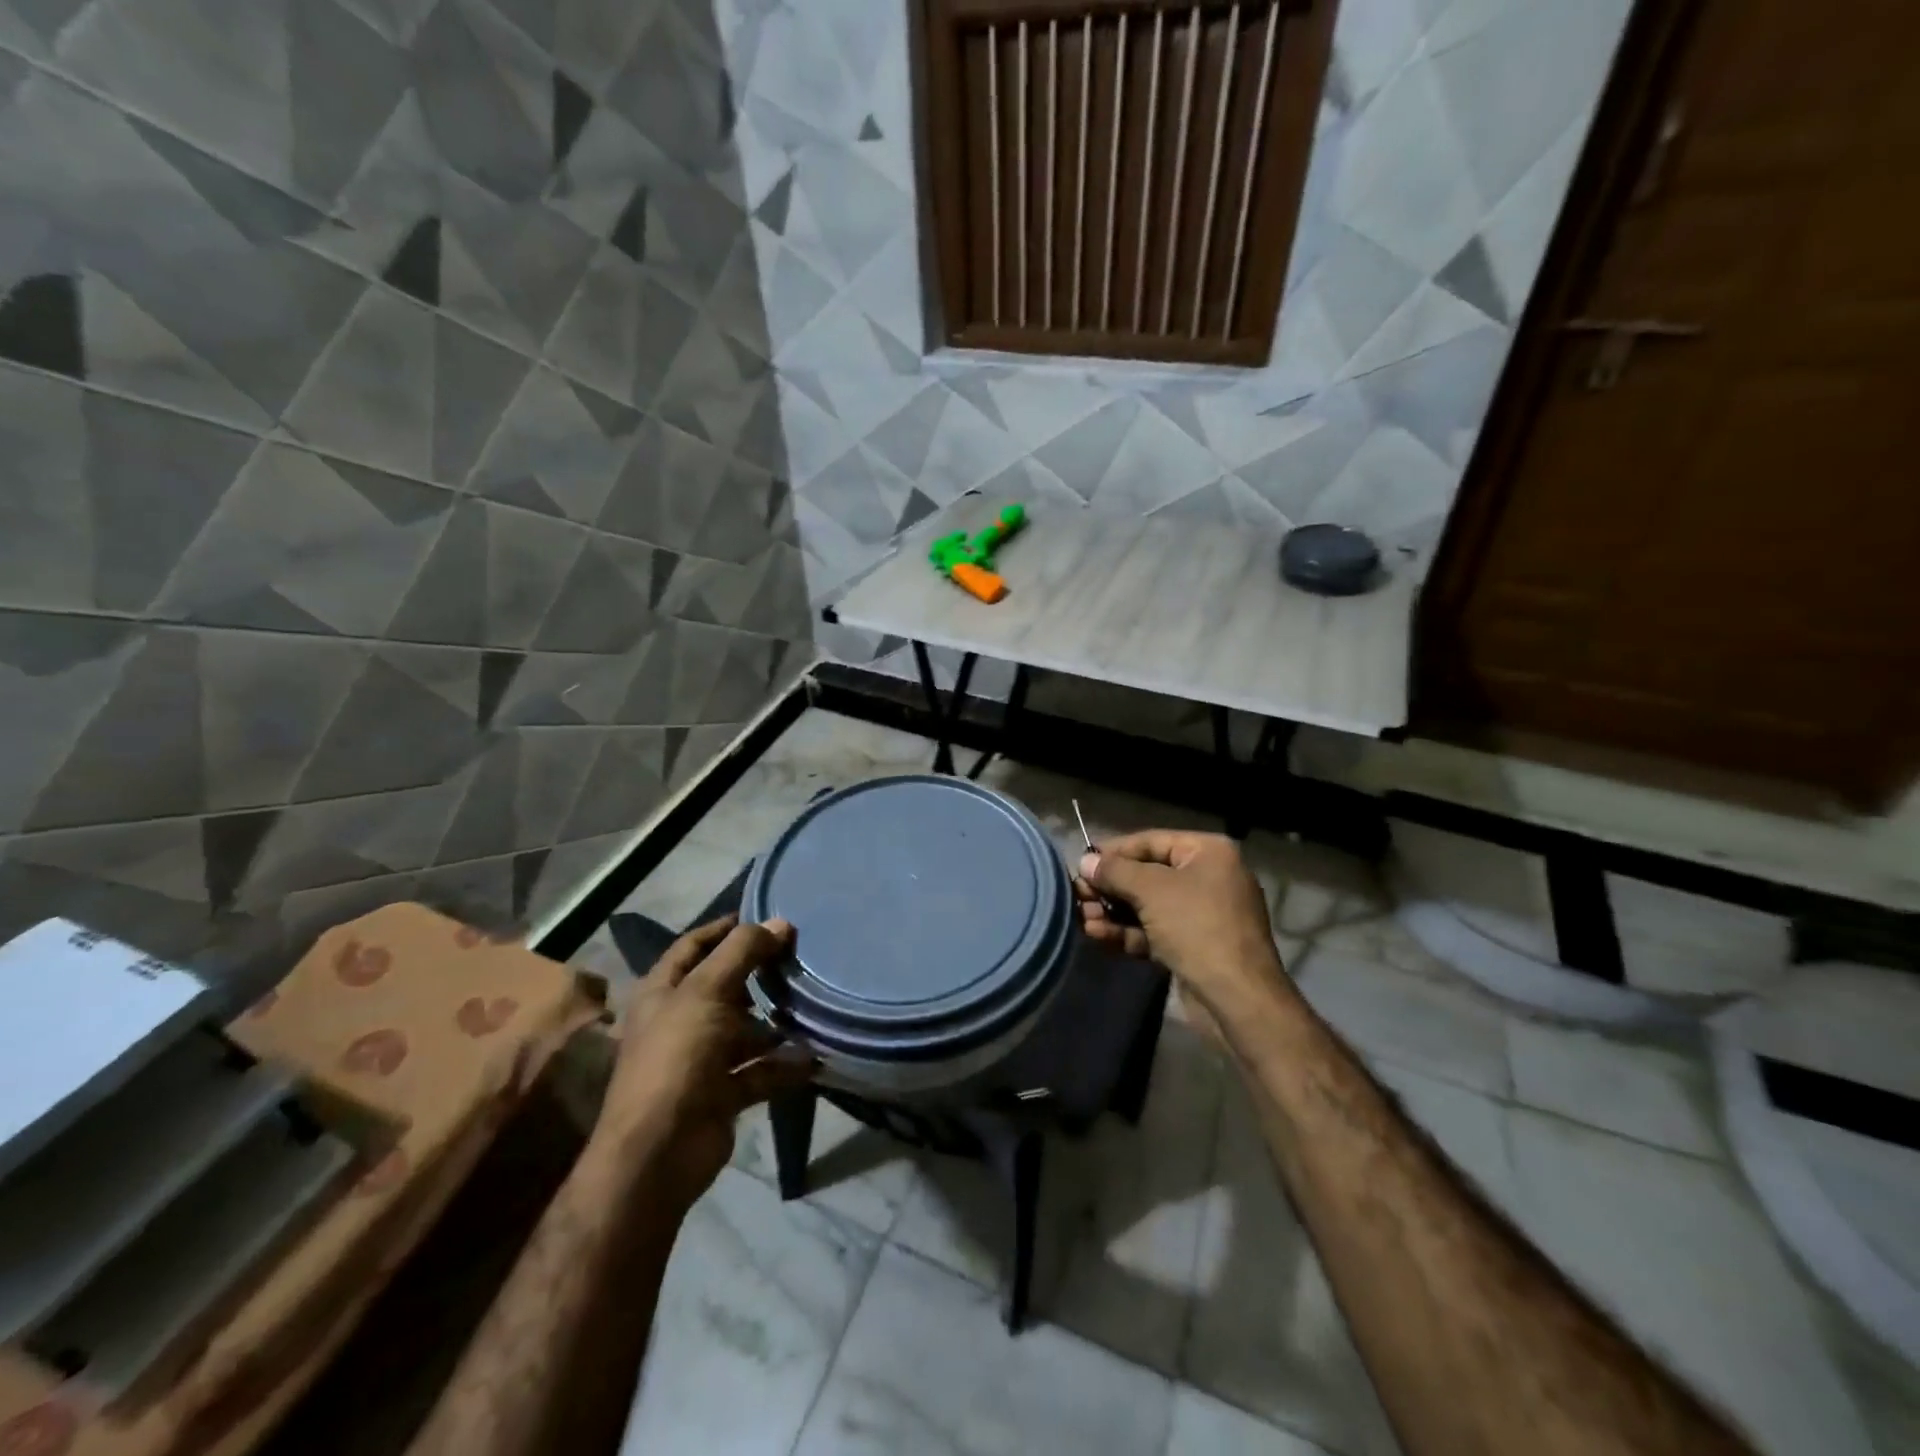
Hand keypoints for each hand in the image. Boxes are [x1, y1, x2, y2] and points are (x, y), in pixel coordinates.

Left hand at [592, 916, 814, 1207]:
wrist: (659, 1152)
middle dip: (758, 973)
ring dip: (775, 1021)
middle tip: (798, 957)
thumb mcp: (707, 992)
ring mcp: (700, 1059)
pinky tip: (814, 1056)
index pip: (693, 946)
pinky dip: (784, 1065)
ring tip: (813, 1003)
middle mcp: (679, 1021)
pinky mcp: (721, 1093)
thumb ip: (743, 952)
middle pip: (722, 987)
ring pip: (744, 1030)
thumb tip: (780, 922)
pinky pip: (759, 1071)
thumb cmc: (677, 1055)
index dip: (724, 928)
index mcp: (662, 992)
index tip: (764, 916)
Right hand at [1075, 830, 1288, 1012]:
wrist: (1237, 998)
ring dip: (1112, 912)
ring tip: (1083, 919)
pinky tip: (1097, 936)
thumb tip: (1086, 860)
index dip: (1113, 852)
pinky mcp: (1194, 946)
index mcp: (1209, 852)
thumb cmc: (1196, 927)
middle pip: (1146, 874)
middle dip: (1110, 887)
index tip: (1081, 864)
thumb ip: (1114, 871)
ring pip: (1147, 906)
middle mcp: (1208, 877)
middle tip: (1078, 896)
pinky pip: (1154, 931)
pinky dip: (1127, 932)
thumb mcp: (1151, 890)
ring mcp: (1203, 914)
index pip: (1150, 841)